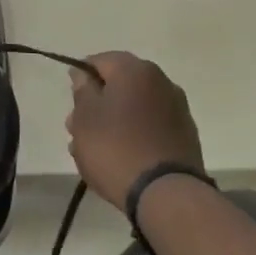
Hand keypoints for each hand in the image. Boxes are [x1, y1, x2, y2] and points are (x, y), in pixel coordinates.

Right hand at [64, 51, 204, 208]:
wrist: (166, 194)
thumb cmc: (115, 148)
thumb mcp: (85, 117)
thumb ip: (82, 90)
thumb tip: (84, 74)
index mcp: (135, 70)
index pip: (99, 60)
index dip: (80, 77)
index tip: (71, 101)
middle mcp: (161, 81)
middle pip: (118, 84)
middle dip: (95, 103)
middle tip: (76, 129)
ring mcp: (176, 109)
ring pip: (133, 106)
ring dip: (112, 120)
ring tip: (92, 149)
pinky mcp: (184, 135)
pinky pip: (149, 126)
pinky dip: (132, 133)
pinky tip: (118, 156)